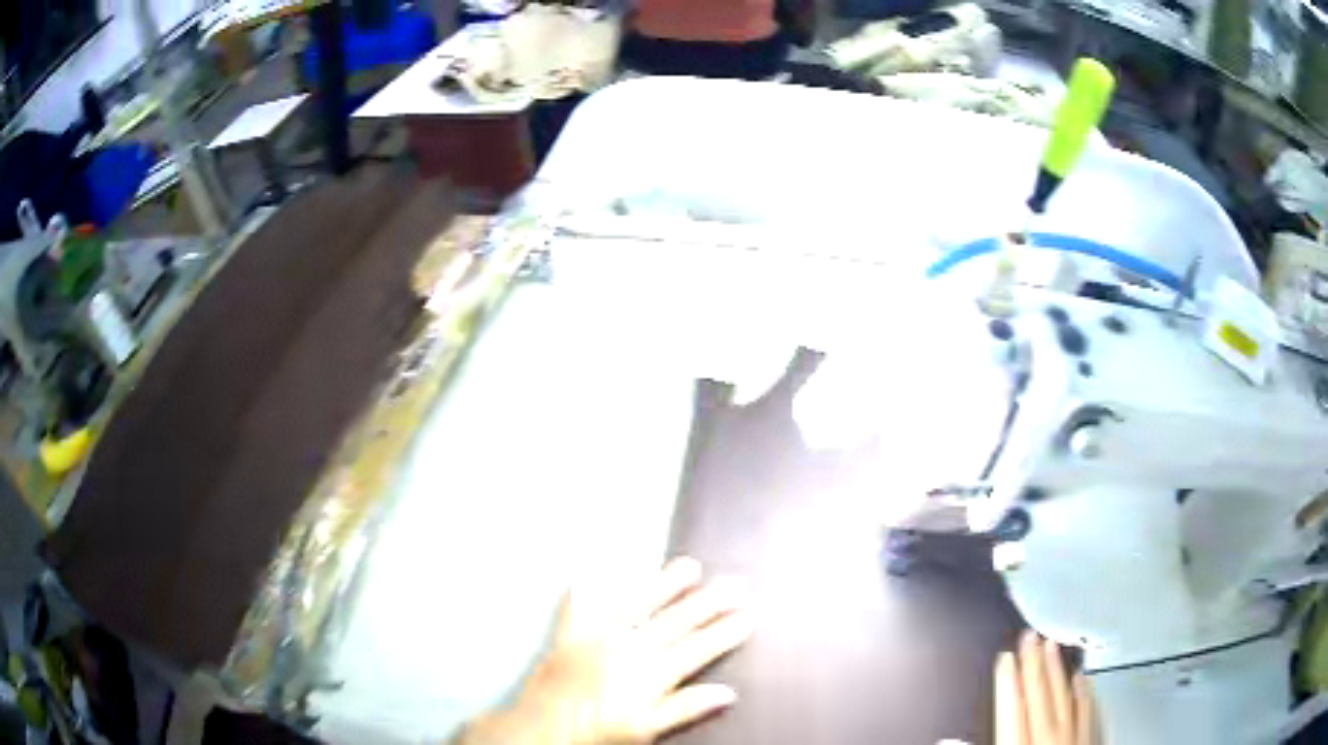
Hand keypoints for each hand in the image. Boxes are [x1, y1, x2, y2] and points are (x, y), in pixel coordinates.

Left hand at [458, 558, 751, 744]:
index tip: (747, 617)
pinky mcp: (572, 633)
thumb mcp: (646, 729)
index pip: (698, 649)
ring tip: (689, 566)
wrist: (545, 726)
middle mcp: (629, 648)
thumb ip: (686, 708)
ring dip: (666, 583)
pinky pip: (585, 601)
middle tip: (733, 585)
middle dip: (709, 602)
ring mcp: (599, 636)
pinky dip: (595, 582)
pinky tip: (602, 564)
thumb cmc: (598, 731)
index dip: (724, 633)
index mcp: (651, 673)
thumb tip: (726, 693)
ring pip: (640, 603)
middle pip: (677, 621)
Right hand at [995, 631, 1098, 744]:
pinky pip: (1087, 709)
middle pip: (1040, 694)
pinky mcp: (1090, 738)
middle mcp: (1049, 735)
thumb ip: (991, 740)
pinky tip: (1083, 676)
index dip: (1006, 679)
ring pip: (1065, 695)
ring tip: (1053, 645)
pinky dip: (1084, 690)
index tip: (1005, 655)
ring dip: (1057, 669)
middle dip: (1033, 663)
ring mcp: (1073, 735)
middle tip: (1030, 635)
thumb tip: (958, 735)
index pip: (1012, 706)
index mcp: (1021, 744)